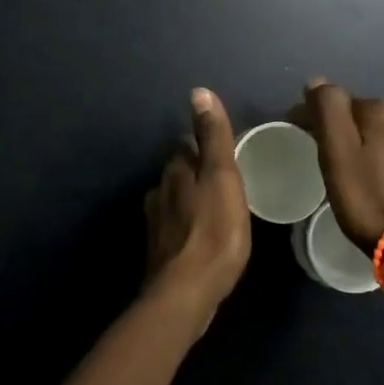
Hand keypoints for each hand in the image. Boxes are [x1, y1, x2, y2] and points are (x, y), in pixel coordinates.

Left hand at [143, 89, 251, 324]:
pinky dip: (188, 226)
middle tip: (227, 182)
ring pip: (176, 199)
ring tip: (217, 210)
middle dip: (198, 172)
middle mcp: (159, 190)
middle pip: (180, 171)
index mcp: (176, 169)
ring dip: (192, 199)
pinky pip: (176, 227)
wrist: (186, 293)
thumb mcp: (222, 177)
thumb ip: (213, 137)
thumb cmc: (214, 231)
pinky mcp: (159, 250)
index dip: (207, 146)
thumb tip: (198, 91)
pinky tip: (202, 238)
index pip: (188, 144)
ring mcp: (156, 222)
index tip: (227, 154)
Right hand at [301, 81, 383, 255]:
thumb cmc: (367, 199)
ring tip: (343, 163)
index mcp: (377, 111)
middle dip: (337, 123)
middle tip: (318, 148)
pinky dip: (376, 152)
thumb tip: (317, 81)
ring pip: (376, 129)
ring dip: (358, 138)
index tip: (296, 132)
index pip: (334, 99)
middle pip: (357, 112)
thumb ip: (327, 111)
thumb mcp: (337, 154)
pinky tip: (371, 172)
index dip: (311, 113)